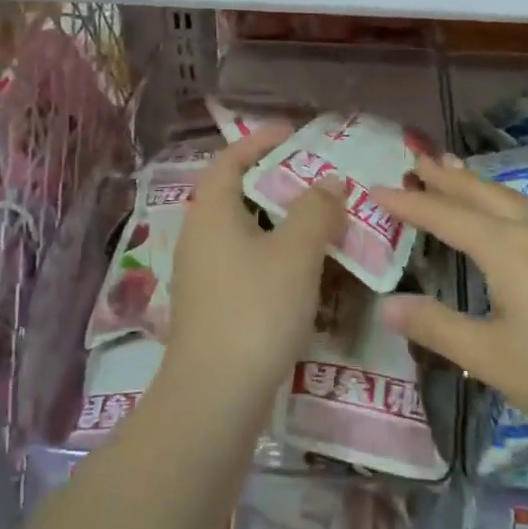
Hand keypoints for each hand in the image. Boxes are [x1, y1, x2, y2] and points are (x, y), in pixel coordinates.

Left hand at [164, 126, 344, 409]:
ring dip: (279, 222)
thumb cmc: (256, 309)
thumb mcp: (296, 252)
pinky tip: (304, 271)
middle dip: (277, 181)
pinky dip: (273, 254)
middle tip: (318, 179)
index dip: (260, 140)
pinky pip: (245, 262)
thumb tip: (328, 183)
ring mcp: (202, 274)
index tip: (295, 133)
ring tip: (320, 222)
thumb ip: (315, 209)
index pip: (230, 159)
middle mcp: (199, 236)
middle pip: (237, 194)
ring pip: (243, 231)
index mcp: (212, 211)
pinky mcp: (212, 306)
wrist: (215, 395)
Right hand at [369, 153, 527, 457]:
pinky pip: (527, 209)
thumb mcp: (491, 358)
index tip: (374, 188)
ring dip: (475, 182)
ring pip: (507, 196)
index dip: (407, 202)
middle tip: (414, 160)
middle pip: (478, 192)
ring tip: (453, 170)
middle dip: (443, 178)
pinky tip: (506, 212)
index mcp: (503, 247)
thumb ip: (436, 327)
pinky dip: (500, 198)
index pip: (443, 215)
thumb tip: (386, 304)